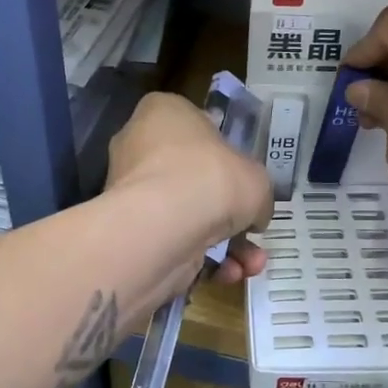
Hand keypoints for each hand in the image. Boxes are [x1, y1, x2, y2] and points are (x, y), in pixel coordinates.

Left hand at [105, 92, 272, 289]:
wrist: (165, 225)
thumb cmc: (212, 178)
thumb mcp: (257, 178)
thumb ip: (257, 193)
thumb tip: (254, 214)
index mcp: (163, 113)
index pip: (196, 126)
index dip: (224, 153)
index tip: (243, 177)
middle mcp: (139, 147)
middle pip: (192, 178)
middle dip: (229, 212)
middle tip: (253, 229)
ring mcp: (131, 191)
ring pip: (186, 216)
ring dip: (225, 244)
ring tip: (251, 265)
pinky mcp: (130, 231)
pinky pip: (173, 241)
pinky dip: (202, 260)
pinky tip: (228, 274)